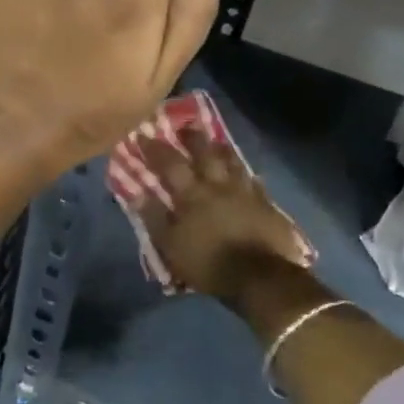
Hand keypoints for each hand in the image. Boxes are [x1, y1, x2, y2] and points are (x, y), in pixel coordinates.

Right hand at [134, 130, 311, 306]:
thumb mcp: (171, 245)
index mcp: (192, 194)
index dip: (155, 148)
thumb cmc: (208, 263)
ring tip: (216, 142)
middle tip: (185, 125)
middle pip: (205, 153)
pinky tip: (246, 175)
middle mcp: (219, 185)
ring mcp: (246, 193)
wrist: (261, 278)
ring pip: (233, 162)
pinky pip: (254, 182)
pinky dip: (246, 175)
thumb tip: (136, 193)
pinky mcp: (267, 205)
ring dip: (222, 150)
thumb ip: (154, 217)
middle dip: (193, 138)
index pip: (170, 164)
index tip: (143, 133)